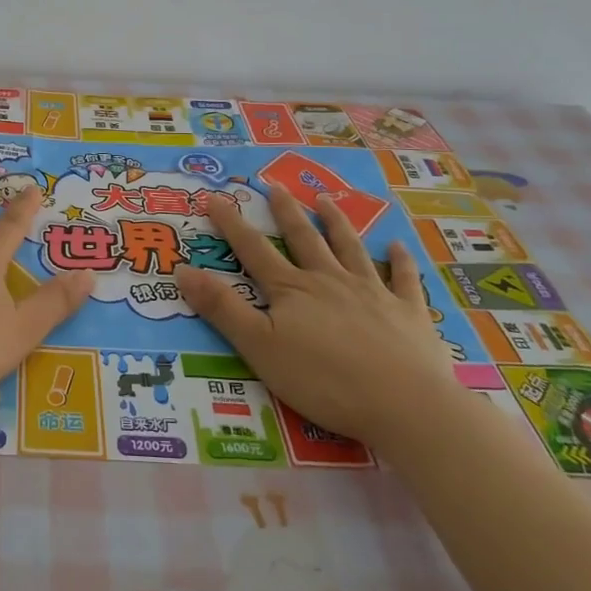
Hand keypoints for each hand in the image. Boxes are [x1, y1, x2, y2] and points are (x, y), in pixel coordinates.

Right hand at [175, 185, 461, 448]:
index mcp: (292, 290)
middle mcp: (330, 281)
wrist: (404, 404)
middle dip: (287, 212)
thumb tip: (182, 270)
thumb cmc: (324, 380)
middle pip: (304, 239)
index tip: (216, 198)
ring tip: (325, 200)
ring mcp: (373, 293)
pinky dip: (401, 261)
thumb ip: (222, 309)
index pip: (254, 250)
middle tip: (276, 186)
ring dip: (337, 223)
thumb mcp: (259, 348)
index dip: (232, 224)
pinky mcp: (409, 313)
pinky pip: (404, 279)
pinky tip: (398, 245)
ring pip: (350, 249)